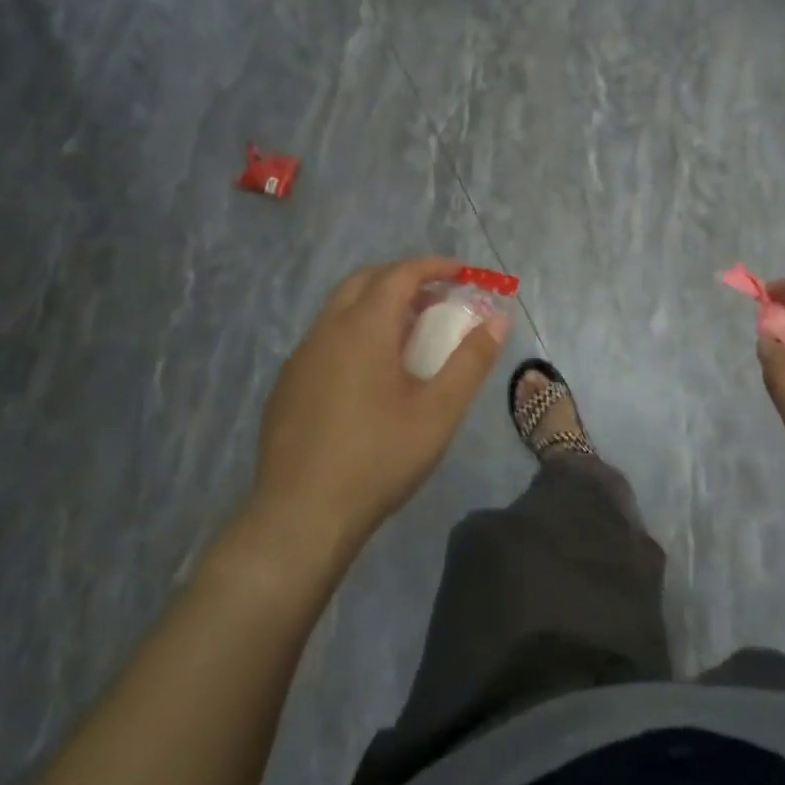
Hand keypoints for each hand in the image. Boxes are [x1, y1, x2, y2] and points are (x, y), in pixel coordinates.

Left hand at [248, 258, 509, 561]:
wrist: (301, 518)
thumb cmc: (378, 459)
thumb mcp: (438, 412)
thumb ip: (471, 361)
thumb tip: (498, 319)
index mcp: (363, 328)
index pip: (400, 274)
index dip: (434, 267)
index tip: (463, 274)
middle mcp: (326, 331)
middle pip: (365, 281)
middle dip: (403, 278)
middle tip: (436, 297)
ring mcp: (300, 357)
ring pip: (340, 309)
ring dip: (376, 305)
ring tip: (408, 333)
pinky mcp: (287, 385)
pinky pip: (325, 339)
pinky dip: (353, 332)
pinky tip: (369, 374)